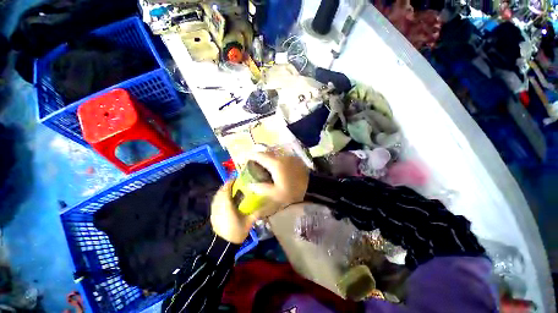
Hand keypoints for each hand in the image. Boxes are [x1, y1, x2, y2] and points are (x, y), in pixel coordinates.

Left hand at [210, 180, 255, 243]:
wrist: (224, 245)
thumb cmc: (237, 232)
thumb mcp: (249, 222)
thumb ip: (256, 213)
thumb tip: (264, 205)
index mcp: (228, 208)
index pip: (226, 192)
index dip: (229, 183)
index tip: (234, 178)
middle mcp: (219, 207)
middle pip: (220, 192)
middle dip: (226, 185)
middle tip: (233, 182)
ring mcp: (214, 211)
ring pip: (216, 197)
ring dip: (222, 191)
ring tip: (229, 188)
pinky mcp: (212, 215)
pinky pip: (215, 202)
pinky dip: (219, 197)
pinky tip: (224, 199)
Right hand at [248, 152, 309, 217]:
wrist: (311, 189)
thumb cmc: (292, 192)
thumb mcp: (275, 194)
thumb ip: (261, 188)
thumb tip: (250, 185)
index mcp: (275, 164)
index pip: (259, 155)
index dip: (250, 156)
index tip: (245, 159)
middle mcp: (281, 157)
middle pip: (266, 153)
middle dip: (259, 156)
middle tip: (254, 163)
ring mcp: (289, 157)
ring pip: (275, 154)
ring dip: (268, 157)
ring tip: (264, 165)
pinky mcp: (294, 159)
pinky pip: (282, 156)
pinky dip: (276, 159)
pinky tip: (276, 167)